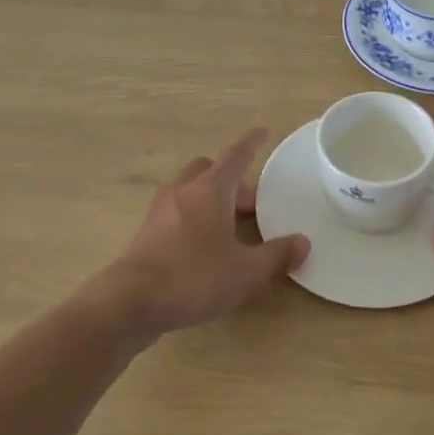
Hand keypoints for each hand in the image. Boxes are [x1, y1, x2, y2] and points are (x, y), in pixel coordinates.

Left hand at [100, 129, 308, 335]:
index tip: (262, 132)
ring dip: (211, 200)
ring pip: (189, 190)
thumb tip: (302, 242)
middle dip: (231, 180)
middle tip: (251, 205)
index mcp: (209, 190)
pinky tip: (205, 248)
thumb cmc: (194, 277)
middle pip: (208, 170)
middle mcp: (182, 192)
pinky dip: (195, 218)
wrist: (131, 303)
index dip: (251, 144)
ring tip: (230, 229)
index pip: (235, 156)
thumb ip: (277, 256)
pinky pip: (176, 213)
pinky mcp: (146, 235)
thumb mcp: (246, 272)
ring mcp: (159, 212)